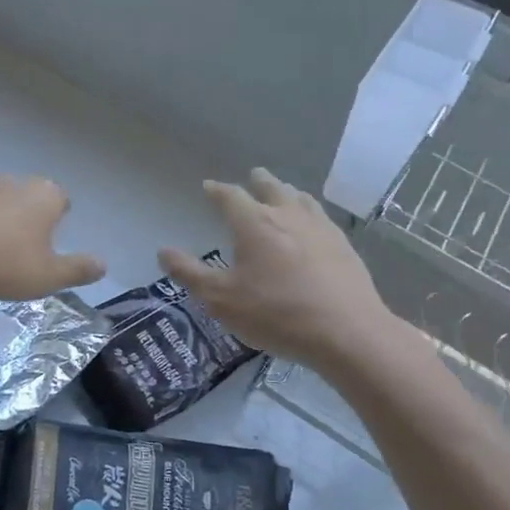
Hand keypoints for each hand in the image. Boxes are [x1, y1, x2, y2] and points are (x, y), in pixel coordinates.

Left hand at [0, 176, 105, 300]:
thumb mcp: (48, 276)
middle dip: (25, 214)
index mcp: (44, 196)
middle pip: (27, 195)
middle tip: (18, 246)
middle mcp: (14, 180)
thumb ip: (78, 269)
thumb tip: (104, 265)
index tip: (51, 238)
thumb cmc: (3, 264)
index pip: (61, 200)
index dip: (58, 217)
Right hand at [161, 168, 398, 373]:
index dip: (217, 191)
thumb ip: (190, 274)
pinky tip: (314, 226)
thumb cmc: (276, 314)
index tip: (209, 187)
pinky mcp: (344, 246)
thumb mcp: (221, 300)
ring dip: (287, 192)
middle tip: (253, 177)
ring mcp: (321, 228)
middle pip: (271, 188)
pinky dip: (309, 213)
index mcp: (254, 223)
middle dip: (258, 182)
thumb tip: (163, 251)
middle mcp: (287, 216)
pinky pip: (322, 218)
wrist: (346, 331)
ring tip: (284, 194)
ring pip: (301, 199)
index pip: (231, 196)